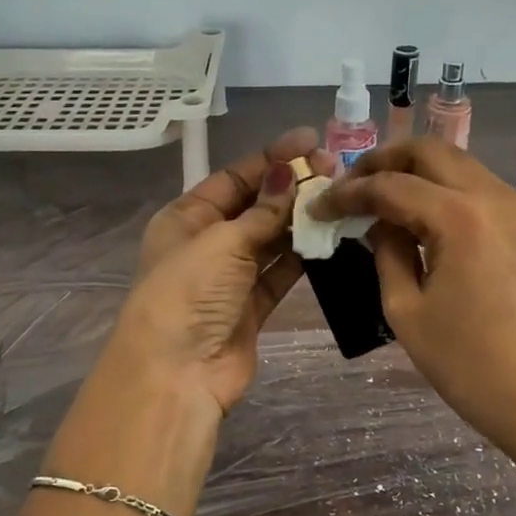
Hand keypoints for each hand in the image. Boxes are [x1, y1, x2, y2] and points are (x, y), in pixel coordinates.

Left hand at [104, 128, 331, 415]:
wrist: (176, 374)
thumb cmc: (188, 294)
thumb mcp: (222, 241)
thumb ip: (262, 211)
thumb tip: (288, 173)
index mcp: (186, 218)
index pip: (234, 178)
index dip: (271, 158)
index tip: (311, 141)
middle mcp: (206, 243)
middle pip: (255, 205)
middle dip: (291, 186)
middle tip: (335, 169)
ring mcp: (229, 277)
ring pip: (270, 238)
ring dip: (300, 219)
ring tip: (339, 198)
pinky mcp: (251, 306)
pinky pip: (280, 272)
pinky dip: (301, 255)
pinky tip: (329, 236)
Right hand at [315, 138, 515, 466]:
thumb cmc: (467, 363)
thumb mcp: (406, 310)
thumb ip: (386, 252)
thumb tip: (377, 221)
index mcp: (460, 218)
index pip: (391, 186)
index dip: (349, 193)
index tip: (319, 206)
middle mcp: (493, 197)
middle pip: (431, 151)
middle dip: (384, 160)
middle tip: (352, 185)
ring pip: (458, 164)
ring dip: (416, 172)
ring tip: (382, 198)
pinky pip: (479, 188)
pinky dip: (445, 190)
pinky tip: (422, 218)